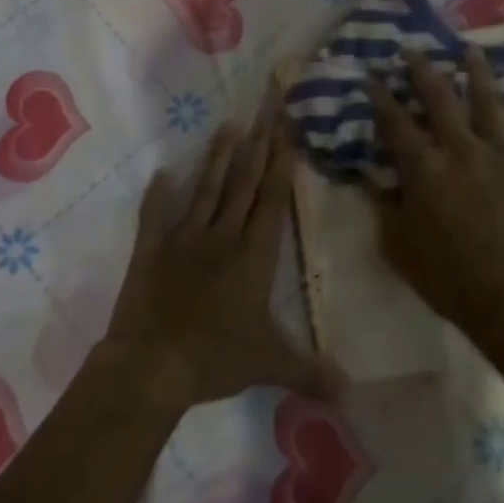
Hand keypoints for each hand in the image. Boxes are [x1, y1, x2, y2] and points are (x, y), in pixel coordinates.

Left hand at [102, 86, 334, 411]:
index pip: (272, 200)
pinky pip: (155, 214)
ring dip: (218, 157)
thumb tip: (351, 392)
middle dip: (259, 146)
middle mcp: (223, 236)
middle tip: (266, 111)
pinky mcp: (151, 249)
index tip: (286, 133)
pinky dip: (159, 193)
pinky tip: (162, 171)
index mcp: (254, 255)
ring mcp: (185, 238)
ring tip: (229, 125)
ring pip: (207, 189)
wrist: (152, 366)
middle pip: (244, 183)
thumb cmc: (215, 359)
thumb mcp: (269, 364)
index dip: (281, 165)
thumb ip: (310, 371)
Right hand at [366, 48, 503, 342]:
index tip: (373, 78)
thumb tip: (372, 178)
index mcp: (425, 169)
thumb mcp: (399, 247)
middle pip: (441, 99)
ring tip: (472, 51)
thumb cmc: (448, 278)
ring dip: (478, 74)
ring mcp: (503, 155)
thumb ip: (384, 207)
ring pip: (490, 102)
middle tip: (415, 51)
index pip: (396, 124)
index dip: (381, 99)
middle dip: (424, 72)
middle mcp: (463, 150)